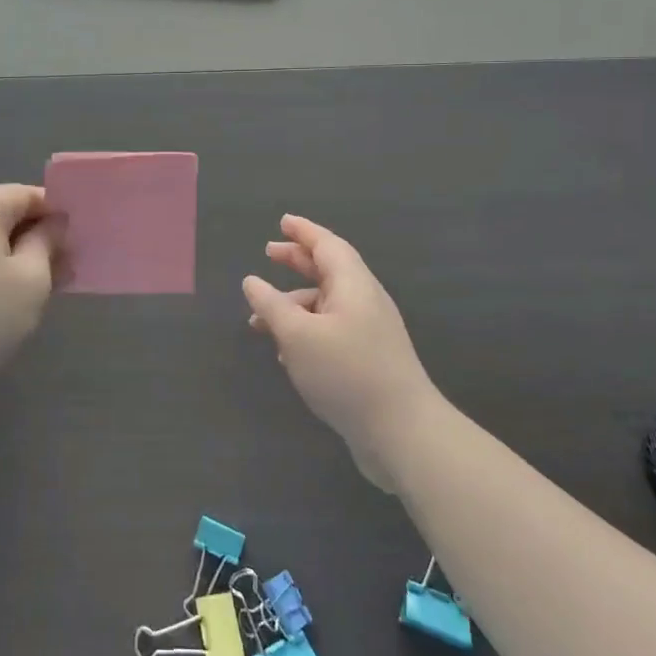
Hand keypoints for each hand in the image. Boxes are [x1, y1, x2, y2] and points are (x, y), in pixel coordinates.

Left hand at [0, 184, 59, 406]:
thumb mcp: (32, 277)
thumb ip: (47, 242)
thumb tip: (54, 223)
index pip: (22, 193)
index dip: (53, 207)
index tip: (77, 232)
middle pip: (4, 213)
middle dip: (39, 232)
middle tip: (70, 258)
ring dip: (22, 253)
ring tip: (51, 279)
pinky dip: (0, 267)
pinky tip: (19, 294)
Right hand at [243, 215, 440, 491]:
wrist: (403, 433)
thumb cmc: (347, 373)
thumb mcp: (298, 335)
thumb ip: (271, 305)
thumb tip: (251, 281)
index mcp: (353, 284)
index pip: (327, 245)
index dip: (303, 231)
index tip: (282, 221)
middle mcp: (365, 301)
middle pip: (328, 270)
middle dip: (297, 261)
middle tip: (268, 253)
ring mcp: (370, 332)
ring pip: (326, 304)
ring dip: (294, 305)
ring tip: (260, 321)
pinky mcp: (369, 360)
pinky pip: (332, 331)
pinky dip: (306, 331)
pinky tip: (286, 353)